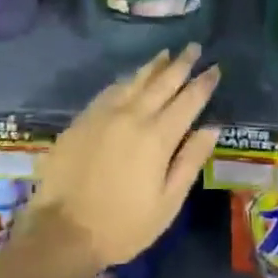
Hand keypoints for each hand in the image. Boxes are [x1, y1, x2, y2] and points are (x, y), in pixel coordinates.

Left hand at [25, 45, 221, 272]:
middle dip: (180, 63)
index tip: (215, 67)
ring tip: (166, 53)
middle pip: (162, 82)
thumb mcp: (168, 203)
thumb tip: (212, 128)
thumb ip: (190, 161)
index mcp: (158, 137)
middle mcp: (132, 116)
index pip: (188, 101)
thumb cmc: (123, 225)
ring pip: (134, 80)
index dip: (203, 83)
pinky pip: (110, 90)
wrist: (62, 231)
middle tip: (194, 47)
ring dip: (153, 66)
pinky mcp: (83, 119)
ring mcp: (104, 114)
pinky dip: (126, 80)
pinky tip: (130, 77)